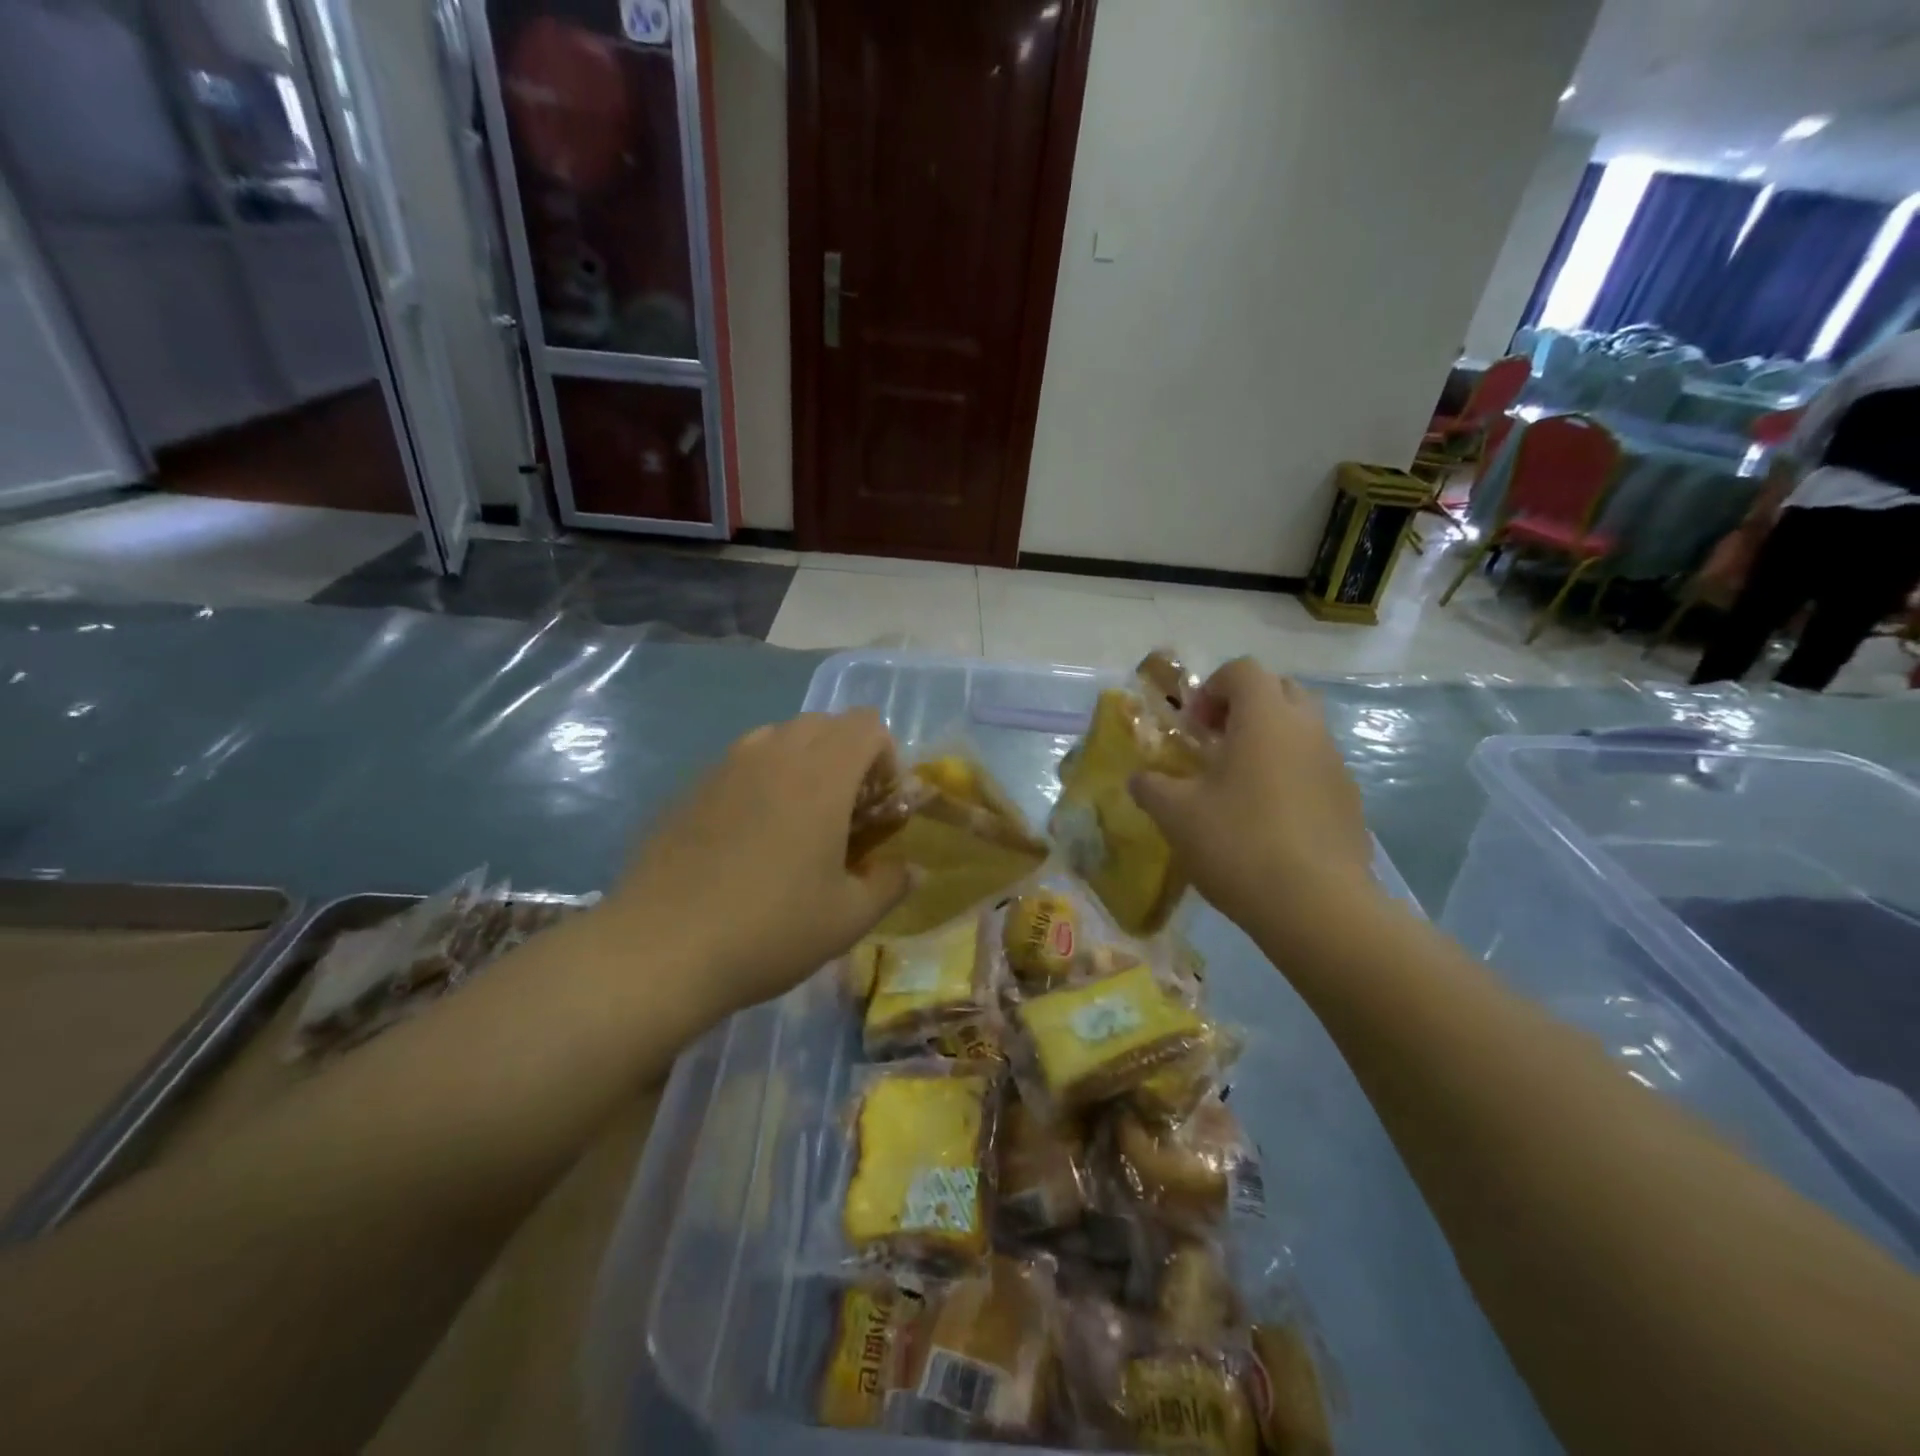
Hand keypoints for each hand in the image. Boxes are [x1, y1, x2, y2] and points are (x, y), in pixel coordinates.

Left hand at [606, 711, 910, 1015]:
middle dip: (846, 756)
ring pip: (779, 738)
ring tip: (796, 823)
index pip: (867, 725)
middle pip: (824, 723)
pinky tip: (747, 840)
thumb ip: (890, 884)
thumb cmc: (769, 930)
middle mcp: (774, 754)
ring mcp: (726, 766)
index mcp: (821, 774)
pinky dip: (761, 782)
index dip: (884, 759)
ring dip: (802, 764)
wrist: (660, 950)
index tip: (878, 808)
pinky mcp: (691, 787)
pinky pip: (741, 764)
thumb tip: (912, 870)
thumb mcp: (847, 918)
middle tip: (843, 814)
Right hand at [1129, 660, 1375, 931]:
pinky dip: (1290, 774)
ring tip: (1238, 785)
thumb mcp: (1176, 815)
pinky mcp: (1349, 800)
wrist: (1317, 906)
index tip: (1193, 727)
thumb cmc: (1239, 844)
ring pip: (1301, 730)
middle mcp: (1307, 729)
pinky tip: (1268, 820)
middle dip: (1245, 707)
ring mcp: (1335, 764)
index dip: (1211, 688)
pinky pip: (1315, 767)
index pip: (1243, 670)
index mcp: (1265, 719)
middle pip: (1280, 690)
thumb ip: (1152, 787)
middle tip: (1216, 744)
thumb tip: (1139, 780)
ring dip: (1268, 741)